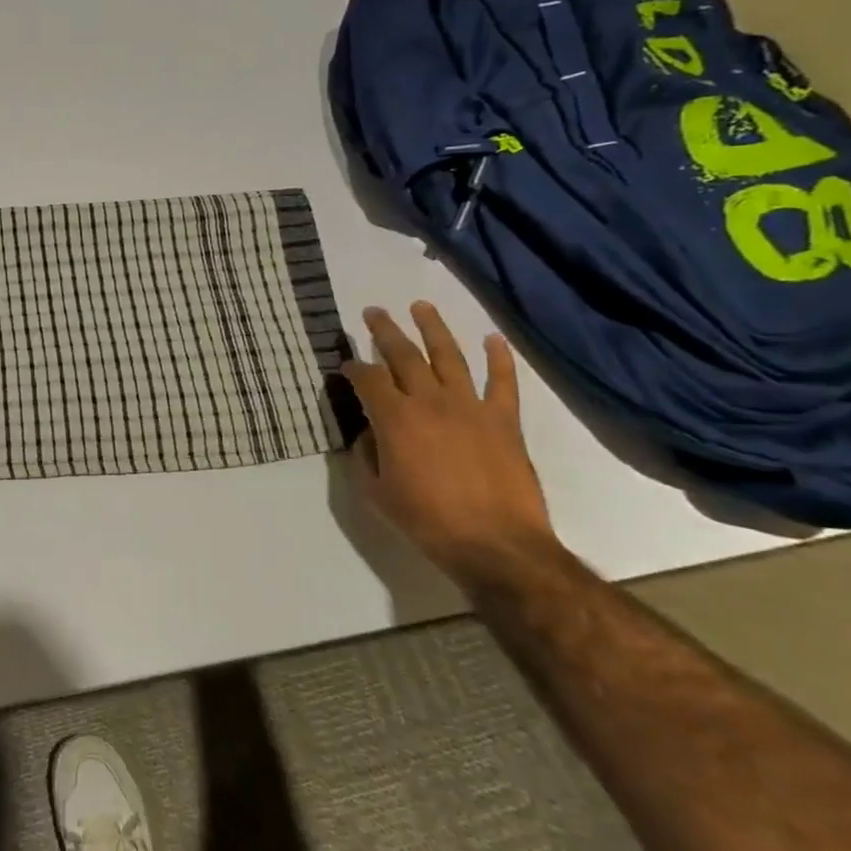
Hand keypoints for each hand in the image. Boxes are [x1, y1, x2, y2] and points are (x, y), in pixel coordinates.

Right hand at [344, 301, 560, 588]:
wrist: (496, 545)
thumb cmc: (427, 521)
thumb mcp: (377, 493)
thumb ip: (366, 457)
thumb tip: (369, 434)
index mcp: (394, 419)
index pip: (367, 379)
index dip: (352, 367)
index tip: (345, 364)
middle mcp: (430, 401)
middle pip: (403, 355)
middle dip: (384, 331)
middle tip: (373, 312)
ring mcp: (471, 407)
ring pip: (449, 356)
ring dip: (433, 328)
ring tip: (421, 305)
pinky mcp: (504, 420)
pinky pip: (503, 382)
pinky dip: (499, 358)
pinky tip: (492, 339)